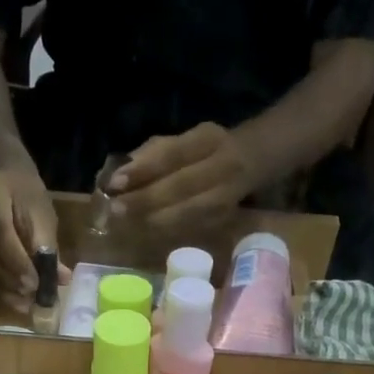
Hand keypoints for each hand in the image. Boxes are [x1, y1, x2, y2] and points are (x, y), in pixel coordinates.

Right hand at [0, 163, 65, 301]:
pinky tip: (11, 297)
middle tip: (31, 297)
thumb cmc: (20, 188)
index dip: (17, 260)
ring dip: (0, 288)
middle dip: (8, 279)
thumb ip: (47, 243)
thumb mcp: (40, 209)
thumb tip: (59, 278)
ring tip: (24, 304)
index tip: (36, 283)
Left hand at [109, 122, 257, 226]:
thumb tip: (119, 175)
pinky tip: (145, 234)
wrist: (258, 159)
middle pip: (181, 186)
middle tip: (115, 211)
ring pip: (188, 212)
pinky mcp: (226, 219)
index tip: (115, 183)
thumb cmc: (210, 149)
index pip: (173, 154)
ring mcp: (228, 195)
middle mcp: (223, 166)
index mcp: (208, 139)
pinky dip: (167, 232)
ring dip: (154, 221)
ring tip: (125, 225)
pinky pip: (193, 228)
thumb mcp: (186, 140)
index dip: (144, 170)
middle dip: (145, 200)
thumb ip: (154, 153)